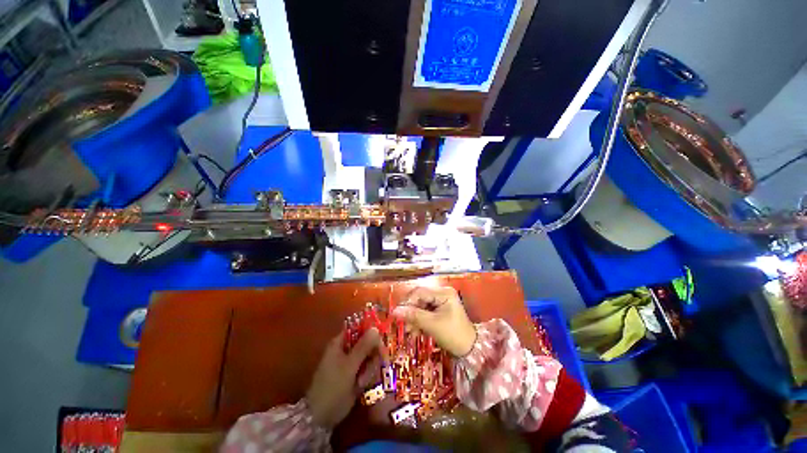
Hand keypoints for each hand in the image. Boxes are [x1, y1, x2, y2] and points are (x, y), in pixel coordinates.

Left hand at [306, 328, 386, 428]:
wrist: (319, 418)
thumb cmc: (332, 387)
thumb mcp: (349, 366)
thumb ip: (363, 347)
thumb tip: (375, 328)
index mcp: (340, 342)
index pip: (359, 328)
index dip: (371, 331)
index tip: (381, 341)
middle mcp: (345, 349)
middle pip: (366, 342)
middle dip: (372, 353)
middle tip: (377, 363)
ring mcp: (349, 362)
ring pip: (368, 356)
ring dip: (369, 368)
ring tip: (362, 381)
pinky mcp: (352, 375)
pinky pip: (365, 368)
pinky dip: (366, 375)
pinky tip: (361, 386)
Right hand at [392, 286, 476, 356]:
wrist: (469, 350)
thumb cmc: (453, 335)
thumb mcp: (432, 325)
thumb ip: (413, 315)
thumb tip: (394, 311)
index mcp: (444, 293)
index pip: (420, 292)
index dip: (407, 302)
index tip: (397, 314)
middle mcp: (442, 293)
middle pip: (420, 298)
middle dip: (411, 311)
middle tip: (403, 324)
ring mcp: (441, 301)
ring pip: (421, 306)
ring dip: (414, 318)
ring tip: (409, 331)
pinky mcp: (440, 310)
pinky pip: (426, 312)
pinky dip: (420, 321)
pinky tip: (415, 331)